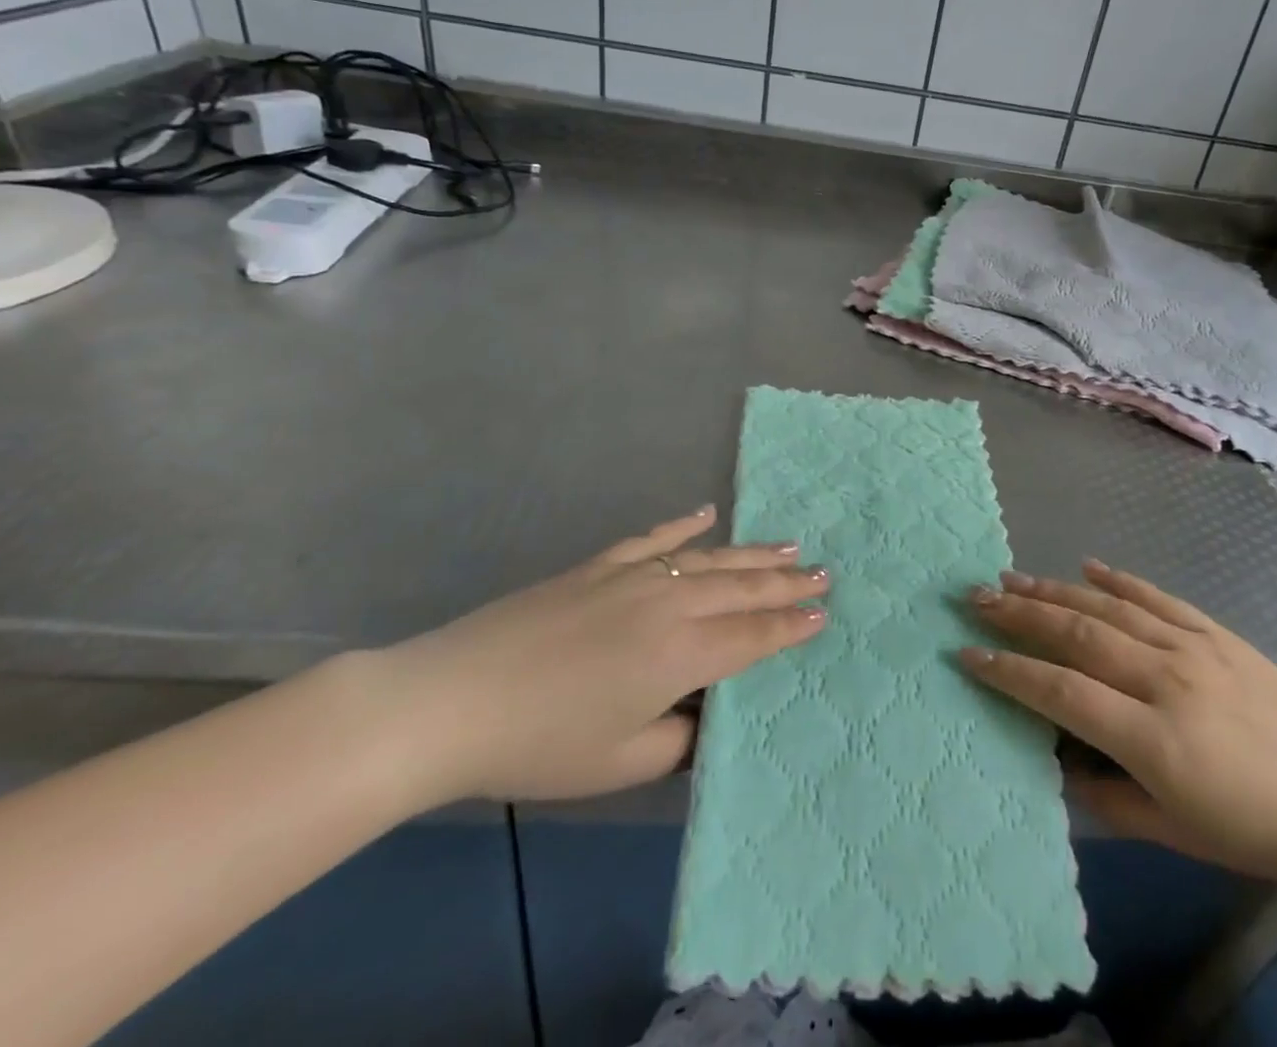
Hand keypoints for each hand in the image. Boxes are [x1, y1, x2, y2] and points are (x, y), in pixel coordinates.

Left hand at [373, 506, 827, 805]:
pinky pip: (654, 539)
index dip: (790, 627)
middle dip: (786, 582)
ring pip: (709, 559)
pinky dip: (683, 525)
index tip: (823, 613)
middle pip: (741, 589)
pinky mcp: (599, 565)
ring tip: (789, 546)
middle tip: (824, 570)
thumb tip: (700, 714)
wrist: (452, 700)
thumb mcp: (621, 763)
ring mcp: (633, 577)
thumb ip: (677, 740)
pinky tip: (706, 513)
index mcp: (680, 654)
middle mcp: (668, 605)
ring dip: (752, 553)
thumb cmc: (540, 743)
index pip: (752, 636)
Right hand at [960, 561, 1276, 891]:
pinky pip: (1157, 598)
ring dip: (1054, 589)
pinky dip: (1119, 578)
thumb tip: (1059, 767)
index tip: (967, 654)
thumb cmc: (1259, 830)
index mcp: (1154, 738)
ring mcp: (1193, 648)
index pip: (1061, 693)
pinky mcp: (1216, 634)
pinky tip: (1088, 564)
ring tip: (1012, 577)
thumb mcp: (1178, 835)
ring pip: (1109, 607)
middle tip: (975, 597)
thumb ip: (1110, 801)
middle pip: (1077, 634)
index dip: (1009, 673)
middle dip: (1019, 614)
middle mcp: (1165, 679)